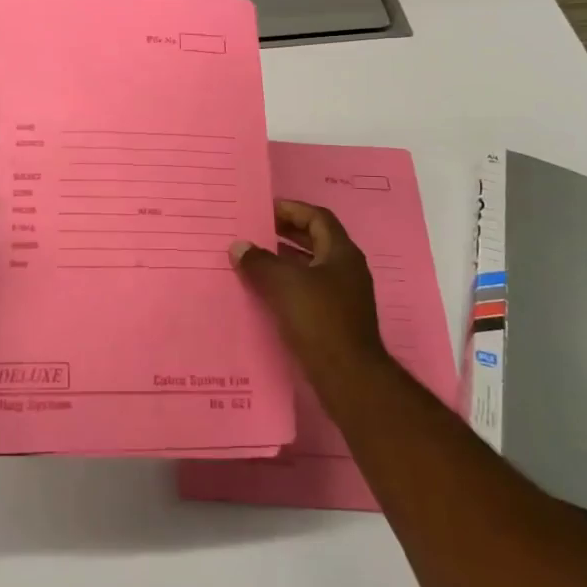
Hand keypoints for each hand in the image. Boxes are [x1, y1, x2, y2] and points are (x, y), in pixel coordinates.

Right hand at [231, 199, 385, 377]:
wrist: (348, 376)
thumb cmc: (319, 319)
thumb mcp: (283, 284)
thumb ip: (259, 261)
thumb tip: (239, 246)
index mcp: (342, 253)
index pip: (318, 218)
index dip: (292, 210)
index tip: (264, 210)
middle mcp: (347, 269)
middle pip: (316, 240)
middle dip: (286, 234)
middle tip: (256, 231)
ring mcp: (345, 296)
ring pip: (312, 267)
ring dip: (286, 260)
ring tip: (255, 260)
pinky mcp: (337, 319)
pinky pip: (310, 290)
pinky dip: (289, 284)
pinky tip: (267, 292)